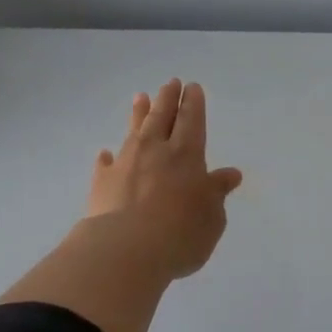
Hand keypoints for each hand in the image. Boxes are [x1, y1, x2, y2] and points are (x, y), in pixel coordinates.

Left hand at [85, 79, 243, 279]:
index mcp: (187, 155)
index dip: (193, 103)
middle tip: (170, 82)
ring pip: (134, 130)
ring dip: (138, 114)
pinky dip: (108, 157)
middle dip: (168, 98)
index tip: (192, 87)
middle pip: (162, 117)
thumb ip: (217, 193)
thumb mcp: (212, 218)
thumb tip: (229, 174)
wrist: (126, 249)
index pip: (192, 121)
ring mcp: (126, 163)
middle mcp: (156, 151)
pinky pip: (106, 163)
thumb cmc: (181, 234)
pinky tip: (105, 153)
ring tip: (139, 97)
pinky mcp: (103, 182)